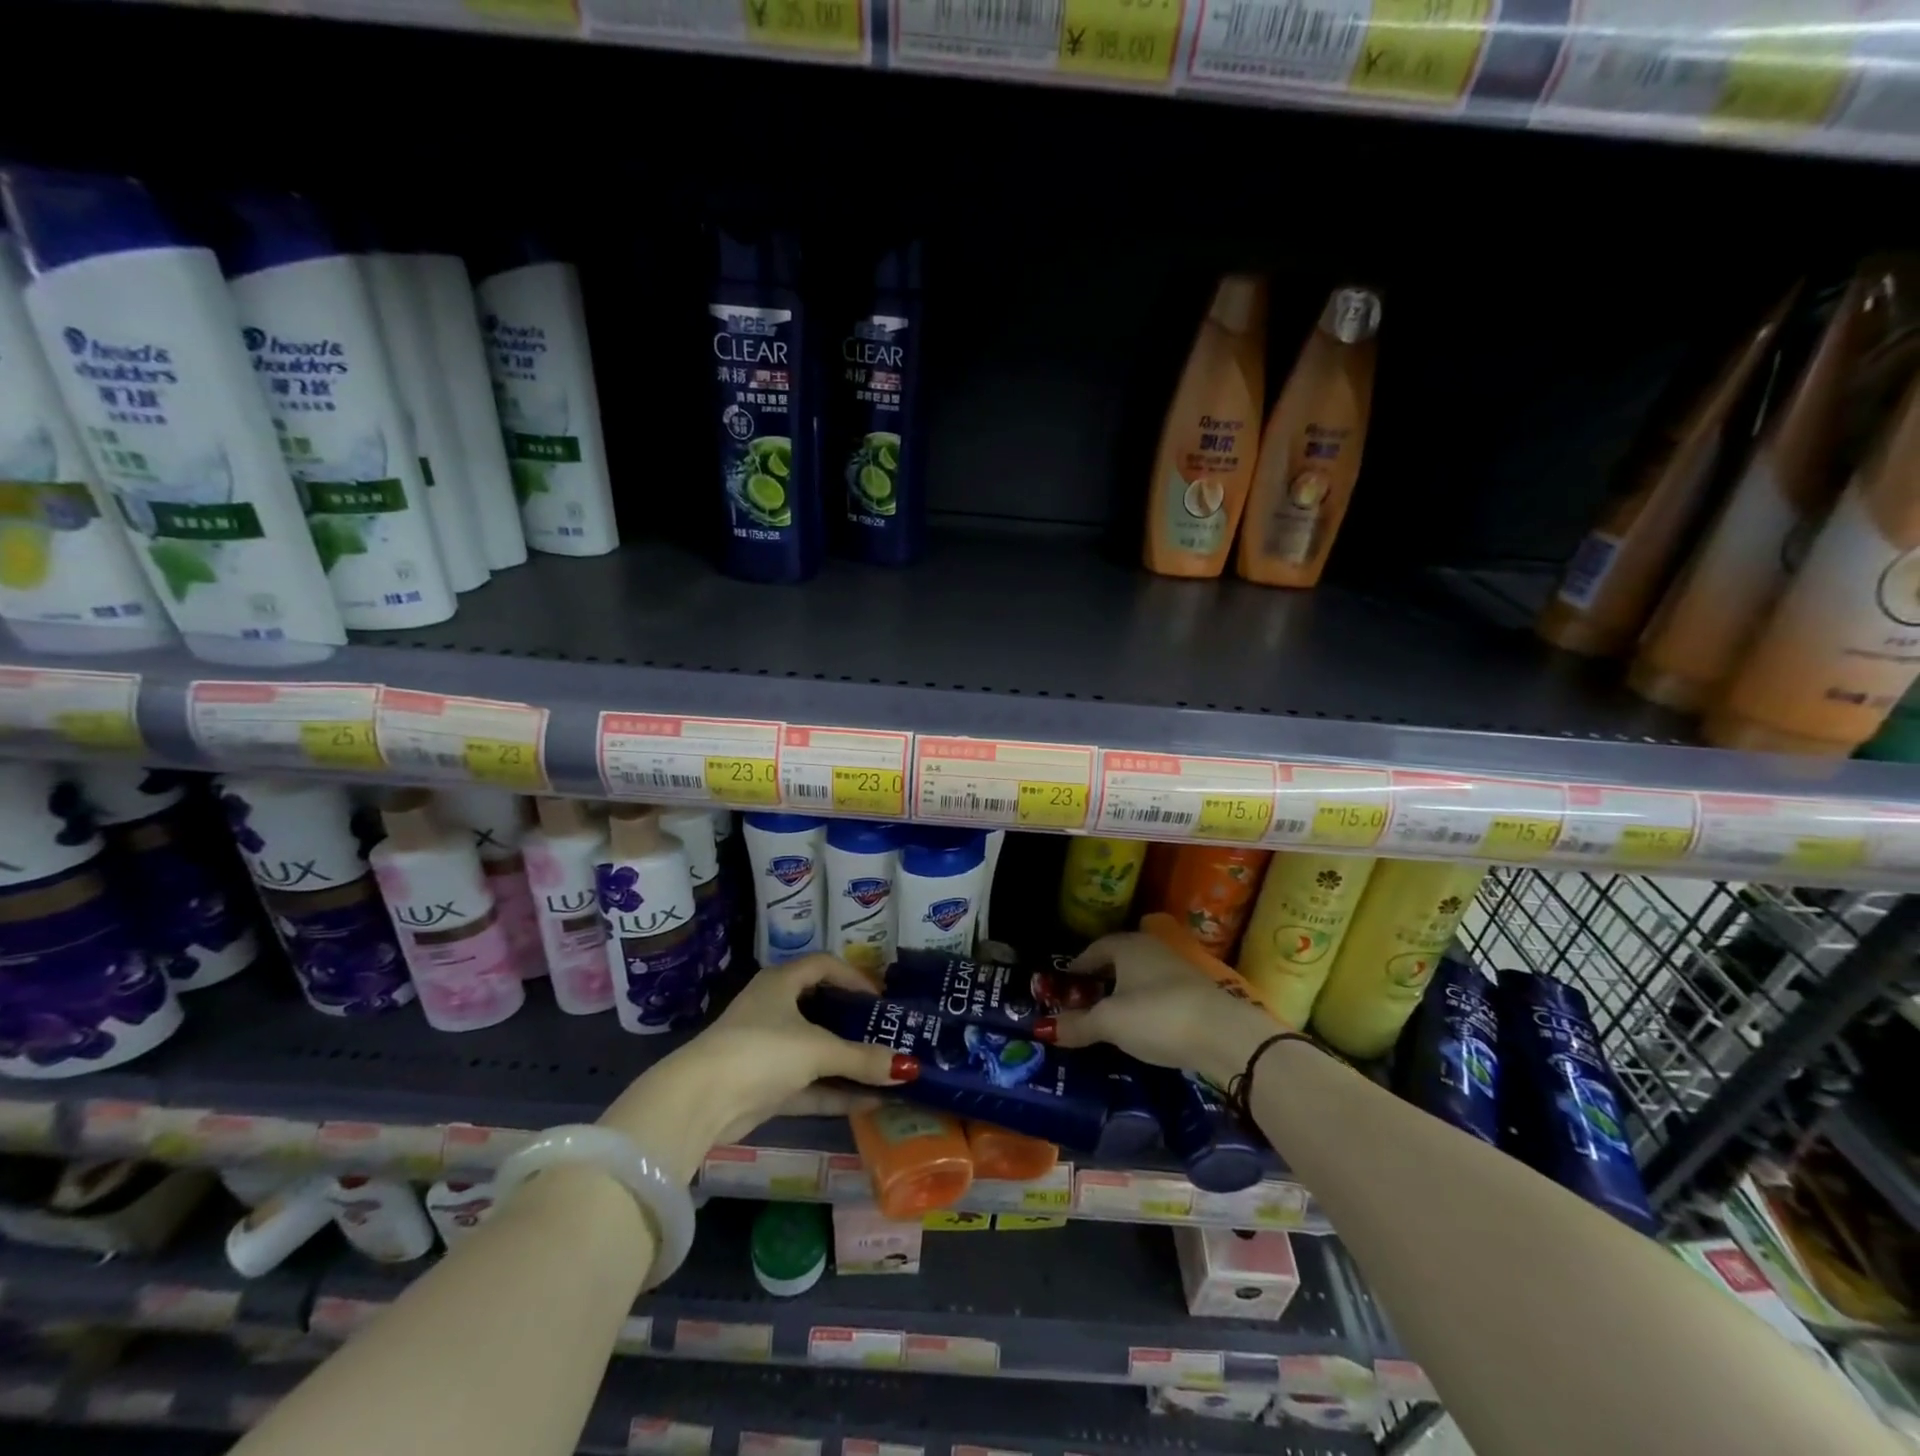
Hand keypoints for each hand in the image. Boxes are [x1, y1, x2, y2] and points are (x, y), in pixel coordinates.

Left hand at [600, 955, 917, 1181]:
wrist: (700, 1102)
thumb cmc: (761, 1051)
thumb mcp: (817, 1050)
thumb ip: (862, 1059)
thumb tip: (908, 1067)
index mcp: (781, 983)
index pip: (823, 965)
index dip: (853, 976)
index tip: (880, 998)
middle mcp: (773, 1010)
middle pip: (821, 1008)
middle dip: (854, 1022)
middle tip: (886, 1032)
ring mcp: (767, 1049)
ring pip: (815, 1050)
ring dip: (847, 1062)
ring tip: (885, 1069)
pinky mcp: (763, 1086)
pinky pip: (808, 1084)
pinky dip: (834, 1091)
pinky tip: (869, 1102)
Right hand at [1051, 932, 1276, 1085]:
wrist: (1224, 1034)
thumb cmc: (1156, 1015)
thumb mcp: (1110, 1022)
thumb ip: (1078, 1024)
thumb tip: (1046, 1029)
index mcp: (1128, 945)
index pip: (1094, 949)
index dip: (1077, 967)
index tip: (1064, 987)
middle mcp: (1152, 949)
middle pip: (1118, 961)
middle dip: (1099, 981)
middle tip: (1082, 1004)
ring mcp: (1177, 970)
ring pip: (1140, 978)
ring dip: (1123, 994)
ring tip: (1109, 1019)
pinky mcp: (1195, 994)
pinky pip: (1158, 995)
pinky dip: (1144, 1007)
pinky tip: (1141, 1028)